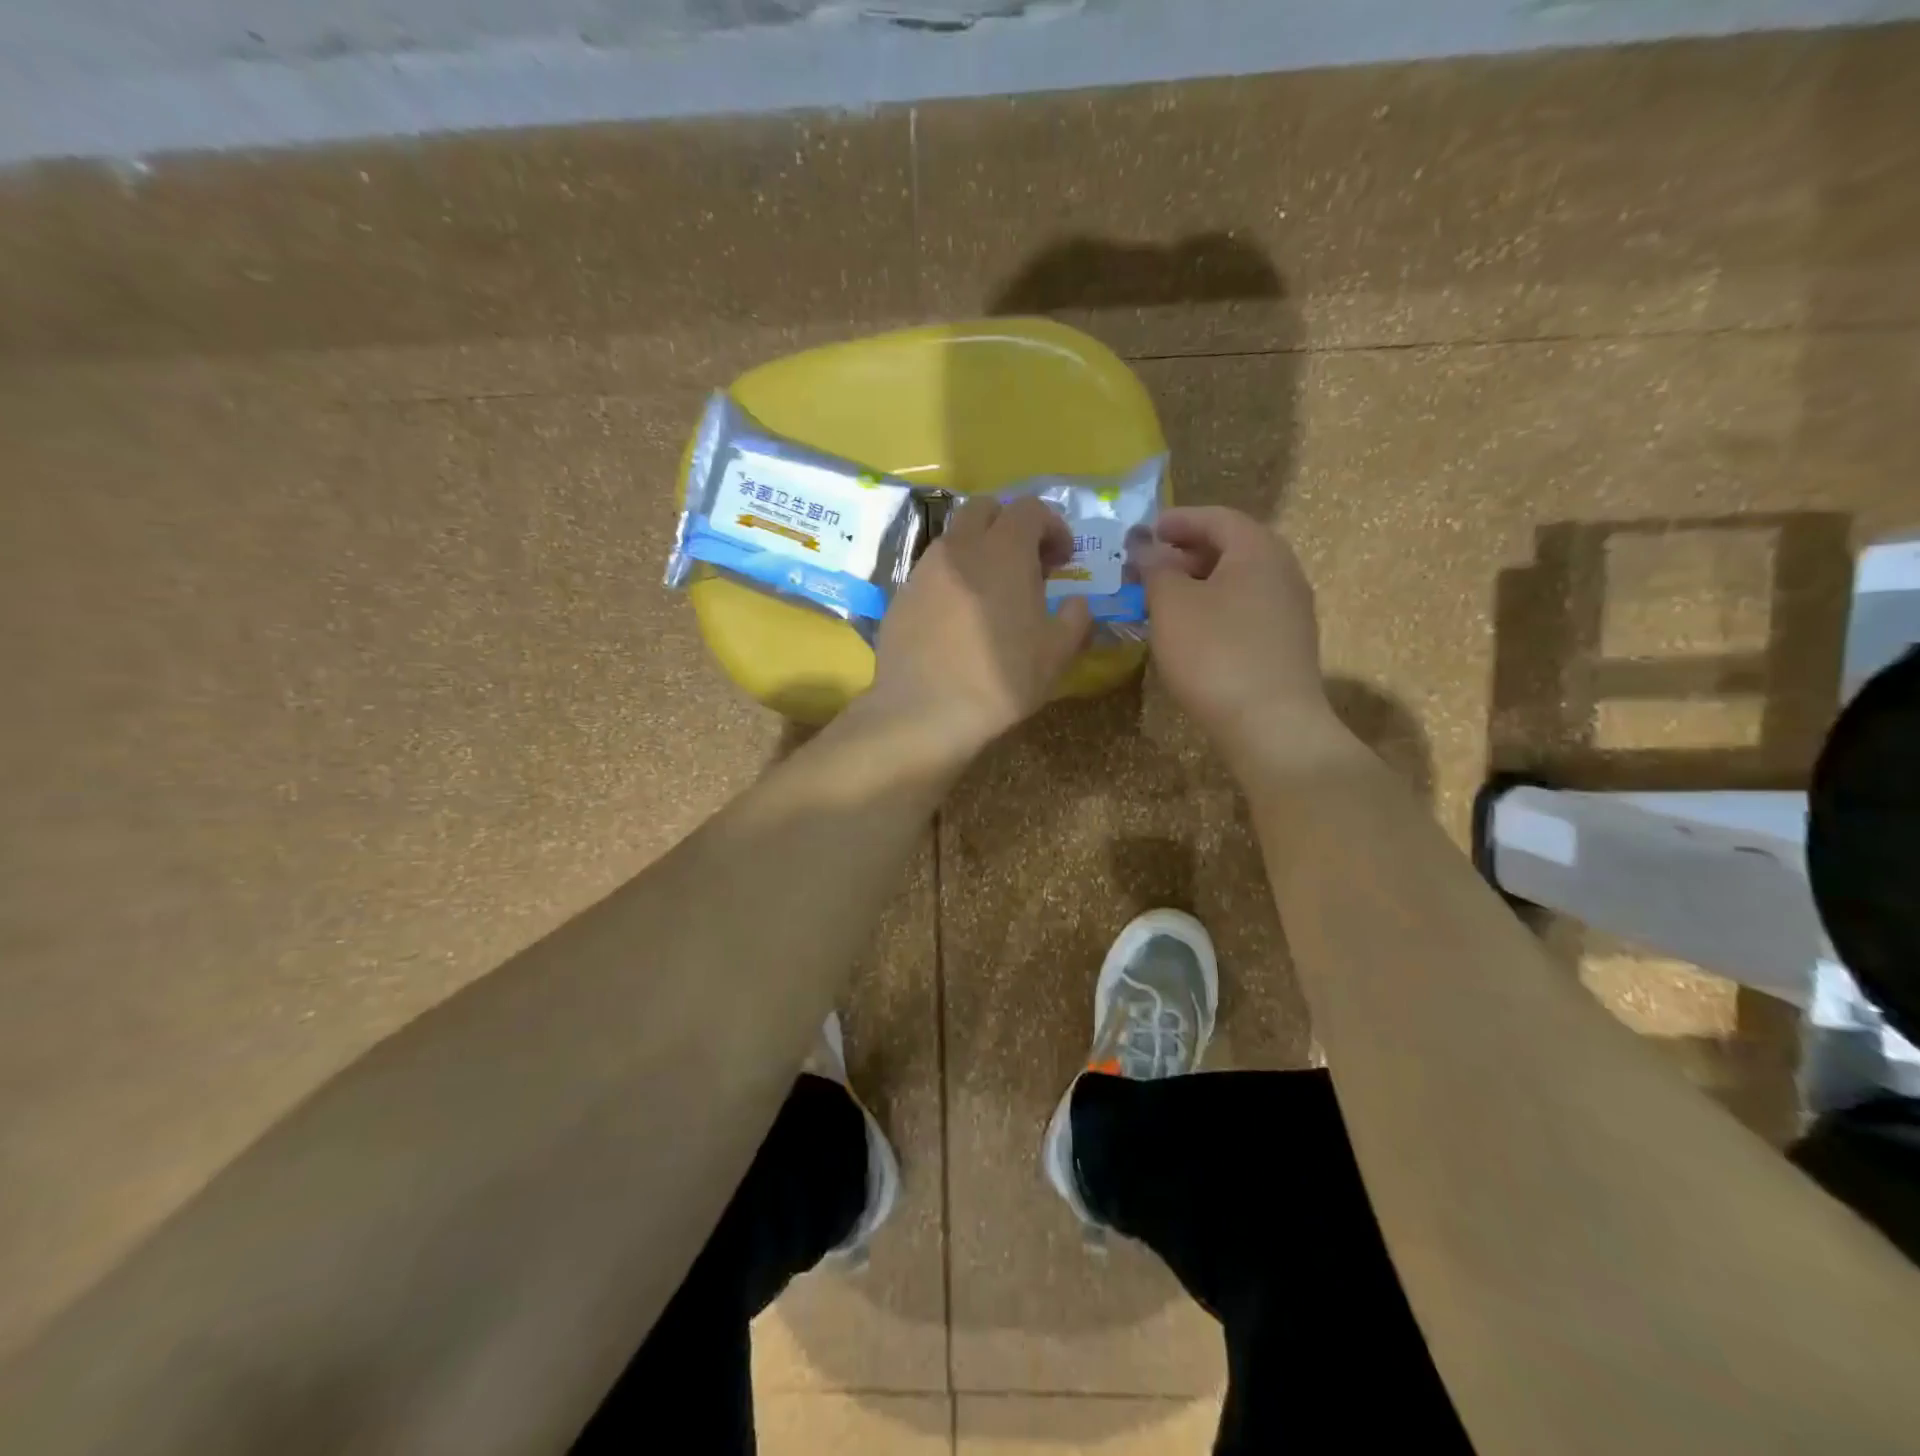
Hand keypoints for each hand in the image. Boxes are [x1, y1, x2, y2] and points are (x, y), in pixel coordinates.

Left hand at [867, 496, 1091, 758]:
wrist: (923, 712)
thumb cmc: (999, 680)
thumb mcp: (1055, 655)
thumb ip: (1075, 619)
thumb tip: (1077, 604)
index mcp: (1003, 550)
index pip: (1030, 508)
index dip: (1053, 526)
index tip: (1063, 559)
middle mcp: (959, 547)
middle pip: (985, 509)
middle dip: (1010, 525)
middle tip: (1026, 564)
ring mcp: (923, 570)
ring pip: (954, 539)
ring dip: (978, 551)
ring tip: (991, 593)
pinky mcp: (900, 595)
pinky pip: (932, 571)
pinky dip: (952, 579)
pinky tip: (958, 619)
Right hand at [1138, 506, 1349, 775]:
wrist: (1271, 725)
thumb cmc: (1215, 654)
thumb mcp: (1172, 605)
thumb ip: (1156, 568)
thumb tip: (1146, 546)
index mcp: (1258, 550)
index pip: (1216, 518)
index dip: (1177, 520)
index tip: (1145, 532)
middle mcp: (1283, 571)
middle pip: (1231, 547)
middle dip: (1186, 553)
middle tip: (1148, 568)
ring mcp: (1290, 610)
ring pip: (1238, 581)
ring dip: (1199, 583)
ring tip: (1163, 600)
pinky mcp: (1287, 644)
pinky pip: (1246, 610)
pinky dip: (1215, 609)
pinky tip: (1190, 633)